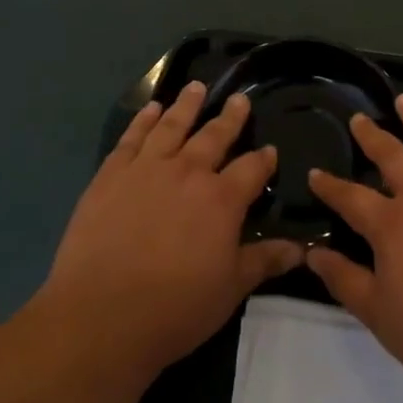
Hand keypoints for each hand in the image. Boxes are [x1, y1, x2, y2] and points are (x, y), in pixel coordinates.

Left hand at [40, 81, 302, 380]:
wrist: (100, 316)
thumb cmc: (175, 307)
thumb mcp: (230, 289)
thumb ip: (264, 262)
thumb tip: (302, 249)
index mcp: (222, 199)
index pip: (252, 168)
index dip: (264, 158)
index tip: (270, 150)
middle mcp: (188, 172)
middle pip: (215, 136)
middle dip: (230, 117)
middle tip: (239, 99)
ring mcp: (147, 169)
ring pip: (172, 126)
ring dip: (187, 105)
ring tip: (196, 87)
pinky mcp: (111, 175)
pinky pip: (132, 138)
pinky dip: (143, 120)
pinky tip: (151, 109)